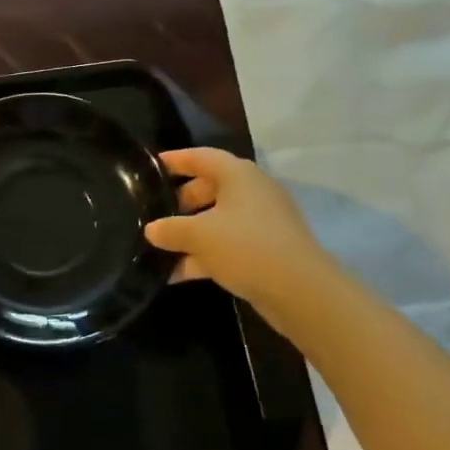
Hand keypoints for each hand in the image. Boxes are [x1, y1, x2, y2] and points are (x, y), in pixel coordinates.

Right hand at [143, 148, 337, 315]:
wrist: (301, 292)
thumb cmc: (246, 247)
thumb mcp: (198, 236)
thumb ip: (169, 229)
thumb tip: (152, 230)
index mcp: (238, 176)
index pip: (200, 157)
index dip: (174, 160)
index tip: (149, 167)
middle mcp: (251, 193)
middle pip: (208, 188)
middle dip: (179, 202)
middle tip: (153, 214)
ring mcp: (261, 223)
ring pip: (216, 220)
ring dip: (189, 233)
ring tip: (158, 247)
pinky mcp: (265, 250)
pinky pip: (227, 245)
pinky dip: (204, 255)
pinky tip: (176, 274)